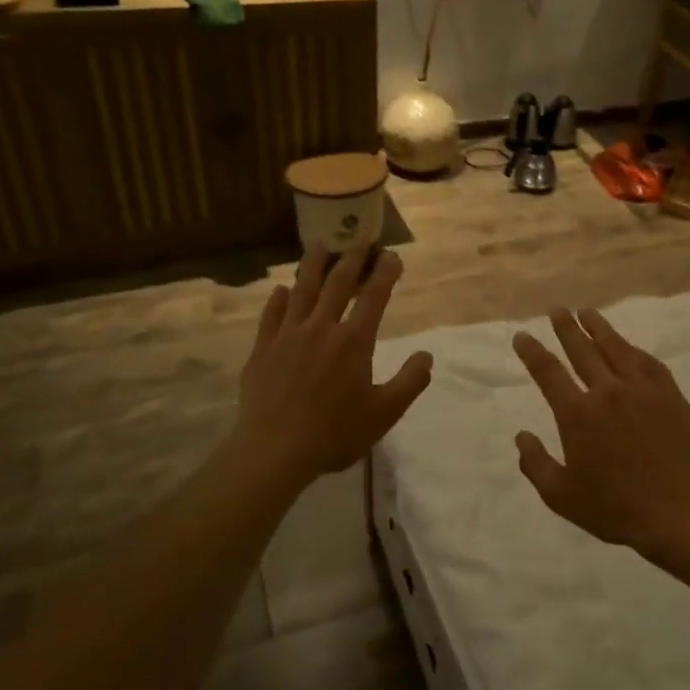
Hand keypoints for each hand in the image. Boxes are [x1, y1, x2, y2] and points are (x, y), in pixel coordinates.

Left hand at [231, 246, 432, 486]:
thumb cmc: (335, 433)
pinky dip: (277, 299)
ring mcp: (288, 336)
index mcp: (354, 341)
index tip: (392, 255)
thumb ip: (410, 382)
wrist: (274, 450)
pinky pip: (271, 316)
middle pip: (338, 284)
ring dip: (313, 266)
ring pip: (302, 291)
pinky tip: (280, 290)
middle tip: (360, 239)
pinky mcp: (263, 350)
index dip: (385, 273)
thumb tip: (427, 355)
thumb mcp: (384, 413)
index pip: (374, 297)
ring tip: (320, 246)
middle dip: (352, 259)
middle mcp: (321, 328)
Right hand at [511, 308, 689, 554]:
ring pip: (616, 347)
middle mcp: (607, 392)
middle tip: (556, 309)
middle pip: (581, 350)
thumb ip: (535, 464)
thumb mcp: (561, 496)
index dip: (532, 352)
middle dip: (565, 327)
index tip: (522, 336)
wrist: (677, 513)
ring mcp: (642, 390)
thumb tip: (521, 435)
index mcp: (578, 415)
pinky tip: (628, 346)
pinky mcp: (669, 395)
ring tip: (587, 312)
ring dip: (598, 327)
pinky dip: (633, 349)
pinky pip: (648, 362)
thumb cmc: (614, 508)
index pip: (548, 373)